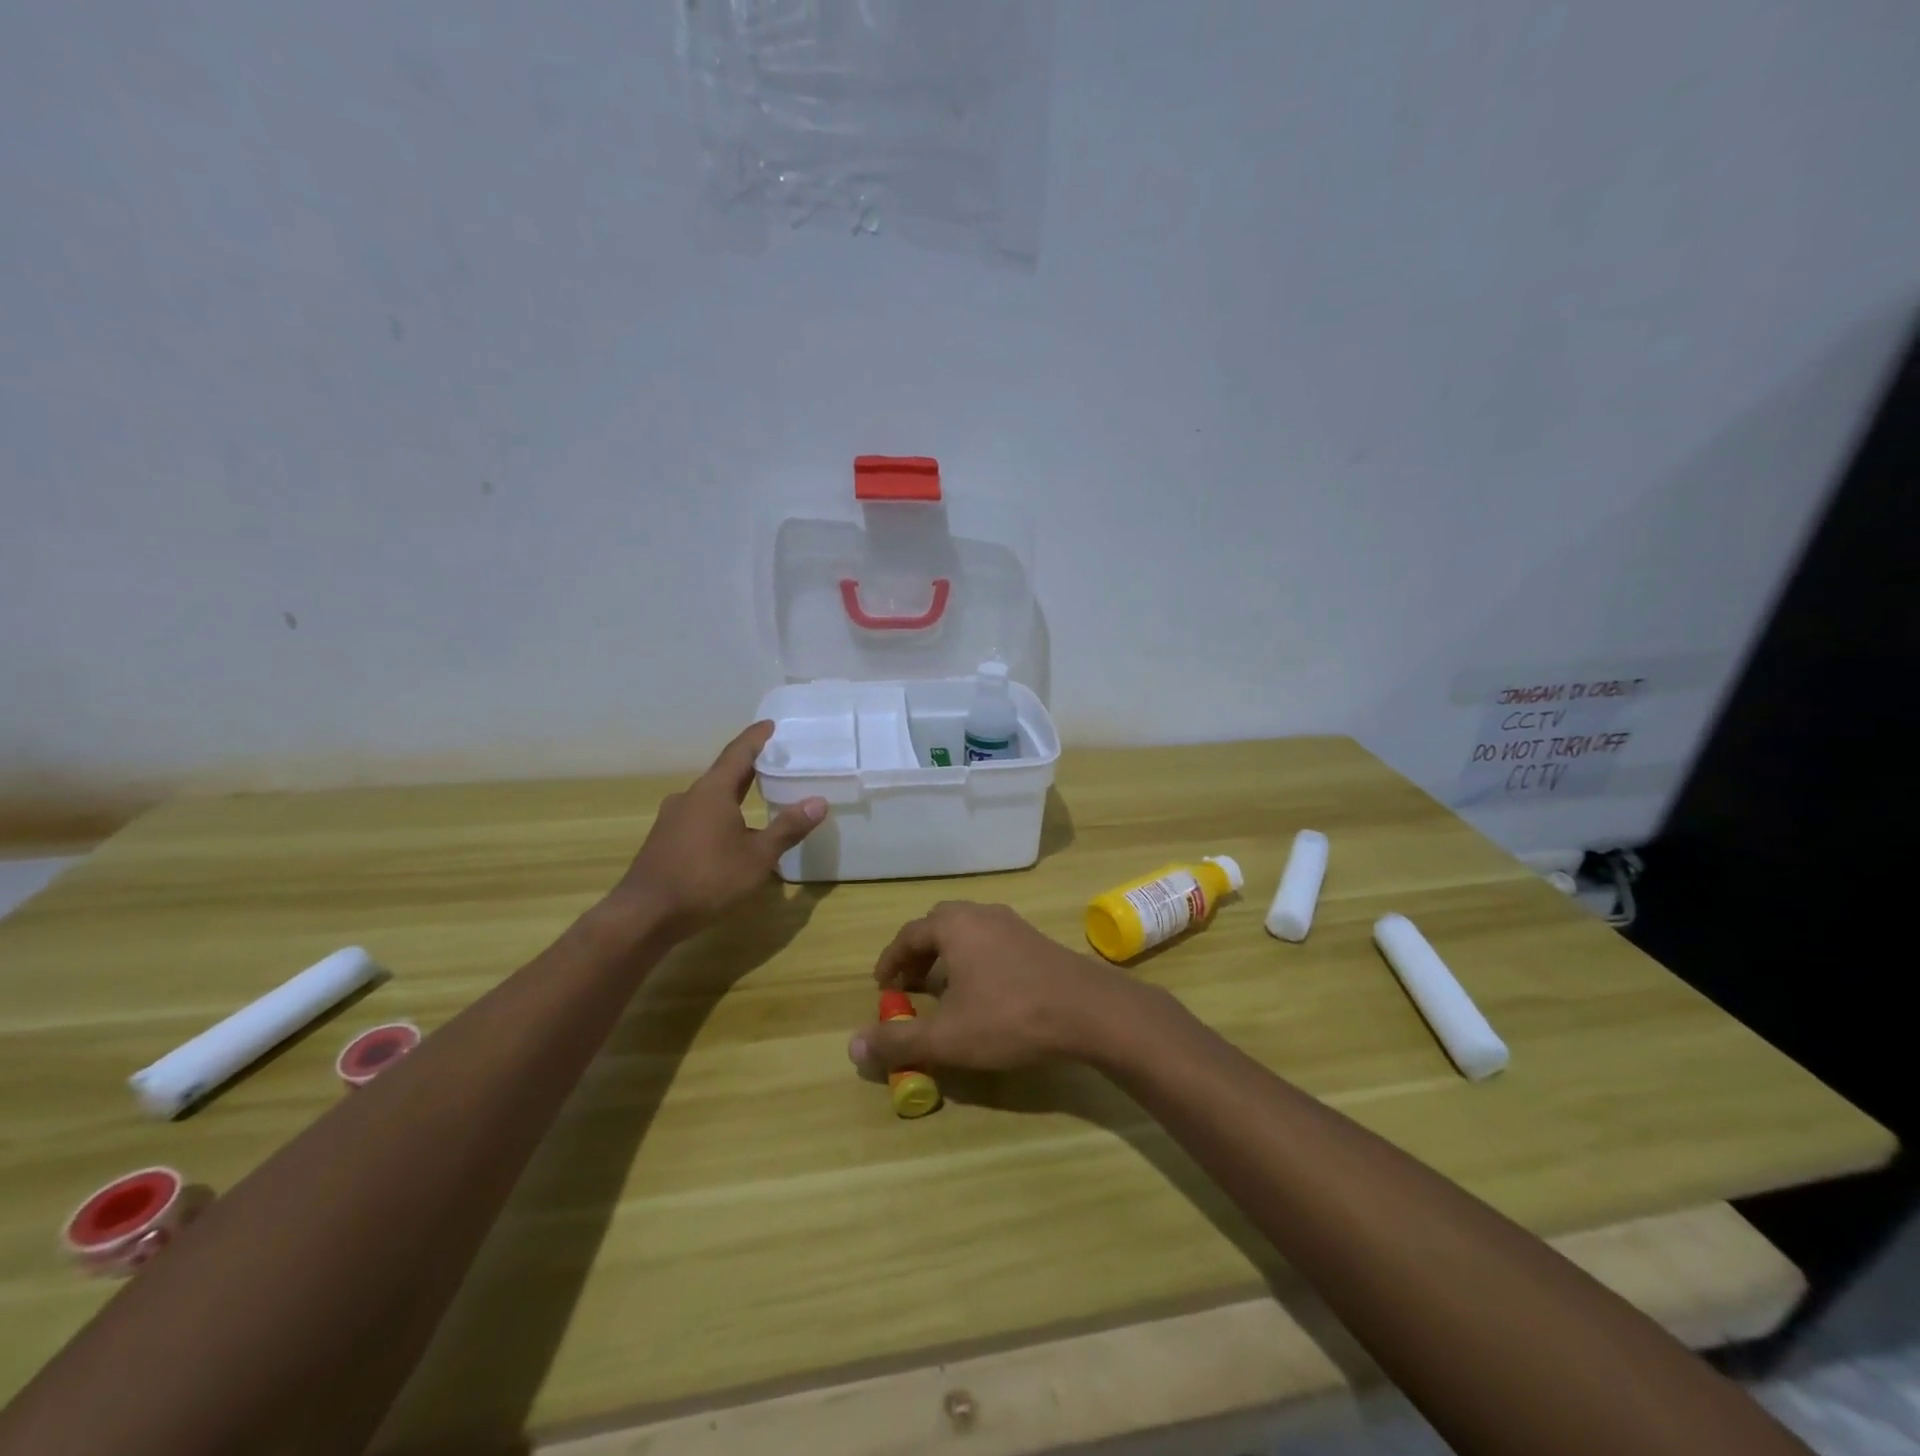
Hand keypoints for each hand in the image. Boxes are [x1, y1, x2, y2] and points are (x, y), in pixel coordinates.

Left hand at [610, 722, 826, 938]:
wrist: (644, 916)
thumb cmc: (706, 880)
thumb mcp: (757, 857)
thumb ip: (788, 828)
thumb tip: (818, 801)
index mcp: (713, 792)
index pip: (738, 753)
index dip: (756, 738)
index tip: (770, 724)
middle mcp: (689, 797)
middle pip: (724, 774)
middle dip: (748, 767)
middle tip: (773, 762)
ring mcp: (672, 819)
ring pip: (709, 799)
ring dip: (733, 796)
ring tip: (757, 800)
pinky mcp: (663, 841)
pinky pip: (698, 818)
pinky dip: (719, 817)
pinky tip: (731, 836)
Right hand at [848, 902, 1148, 1072]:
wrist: (1088, 1010)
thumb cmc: (1009, 1017)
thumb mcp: (947, 1037)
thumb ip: (899, 1041)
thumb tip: (853, 1046)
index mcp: (953, 926)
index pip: (908, 935)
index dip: (891, 961)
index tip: (881, 986)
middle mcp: (981, 914)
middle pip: (938, 925)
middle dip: (918, 954)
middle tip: (910, 984)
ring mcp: (1012, 923)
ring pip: (967, 931)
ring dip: (948, 955)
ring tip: (944, 989)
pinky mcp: (1036, 939)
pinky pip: (992, 940)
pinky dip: (974, 958)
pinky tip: (984, 990)